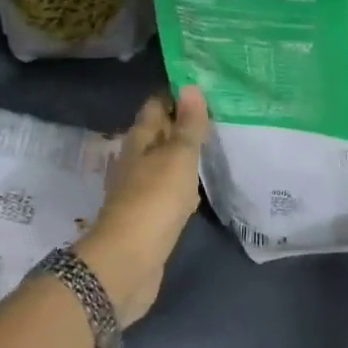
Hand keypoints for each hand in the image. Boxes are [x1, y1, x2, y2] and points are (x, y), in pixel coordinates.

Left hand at [79, 85, 209, 325]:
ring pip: (165, 163)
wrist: (128, 263)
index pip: (156, 106)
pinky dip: (184, 184)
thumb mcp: (177, 157)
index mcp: (139, 141)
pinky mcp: (150, 217)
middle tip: (218, 112)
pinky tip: (200, 188)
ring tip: (215, 144)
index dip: (177, 95)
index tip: (205, 85)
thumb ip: (187, 125)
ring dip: (185, 155)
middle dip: (183, 124)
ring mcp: (141, 190)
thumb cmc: (154, 201)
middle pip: (160, 134)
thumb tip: (191, 86)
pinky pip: (170, 191)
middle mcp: (136, 161)